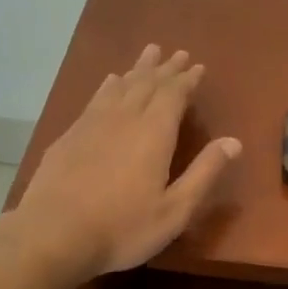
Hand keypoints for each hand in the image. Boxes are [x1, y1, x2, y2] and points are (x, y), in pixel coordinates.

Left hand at [14, 45, 240, 285]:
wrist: (53, 235)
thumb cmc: (123, 228)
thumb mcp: (175, 209)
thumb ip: (204, 173)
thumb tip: (233, 141)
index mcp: (154, 133)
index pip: (174, 94)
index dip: (187, 79)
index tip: (197, 66)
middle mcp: (124, 118)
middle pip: (147, 84)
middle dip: (165, 69)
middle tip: (178, 53)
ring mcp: (92, 124)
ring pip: (120, 86)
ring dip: (138, 70)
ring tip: (148, 53)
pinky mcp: (69, 136)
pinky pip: (95, 99)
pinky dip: (109, 86)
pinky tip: (109, 83)